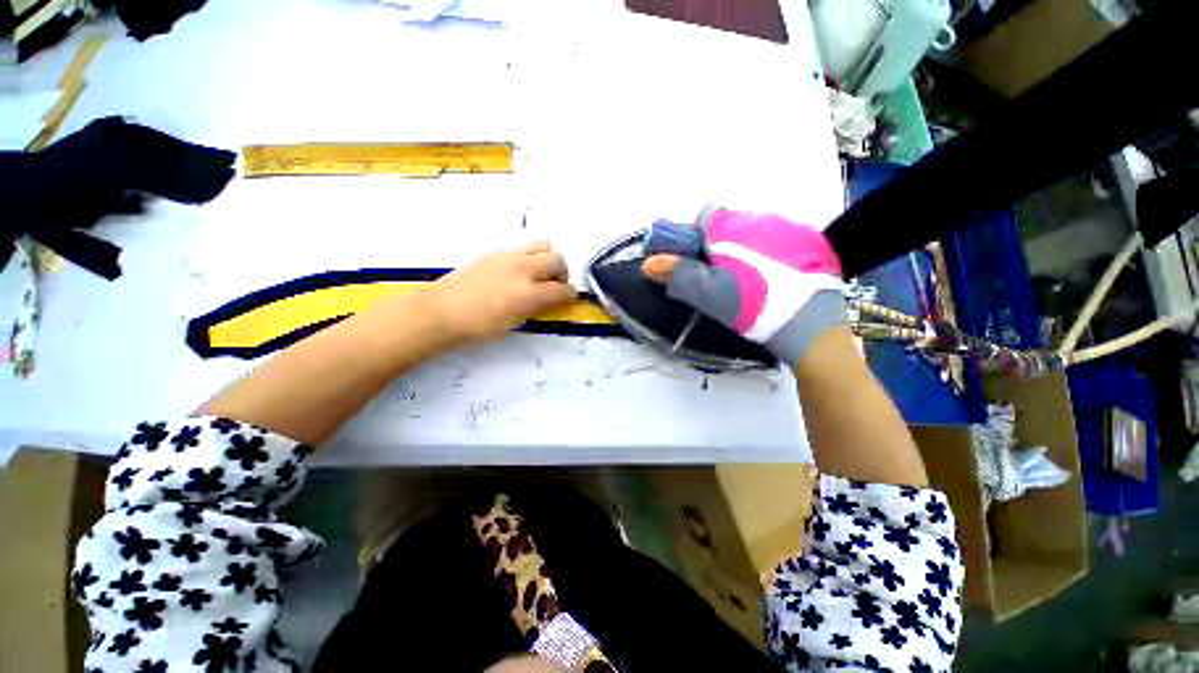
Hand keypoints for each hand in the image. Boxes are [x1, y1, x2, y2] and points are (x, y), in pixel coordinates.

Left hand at [430, 242, 577, 343]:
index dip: (570, 294)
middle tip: (557, 284)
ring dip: (548, 259)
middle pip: (557, 260)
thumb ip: (537, 307)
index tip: (569, 297)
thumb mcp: (515, 322)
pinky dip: (530, 258)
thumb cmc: (479, 326)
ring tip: (541, 273)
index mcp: (528, 293)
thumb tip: (550, 299)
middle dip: (562, 272)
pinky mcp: (495, 252)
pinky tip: (520, 272)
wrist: (443, 311)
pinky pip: (523, 248)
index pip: (562, 289)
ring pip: (542, 246)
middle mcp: (522, 269)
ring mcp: (508, 257)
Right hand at [642, 208, 845, 366]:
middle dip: (721, 245)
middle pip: (730, 224)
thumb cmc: (751, 305)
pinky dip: (772, 254)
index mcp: (731, 227)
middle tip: (724, 278)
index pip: (705, 214)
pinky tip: (776, 279)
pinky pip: (780, 240)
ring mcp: (790, 227)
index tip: (699, 261)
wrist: (810, 324)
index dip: (696, 236)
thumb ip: (678, 275)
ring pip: (755, 232)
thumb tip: (649, 262)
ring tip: (752, 281)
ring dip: (747, 249)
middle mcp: (761, 217)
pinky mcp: (812, 241)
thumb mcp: (708, 294)